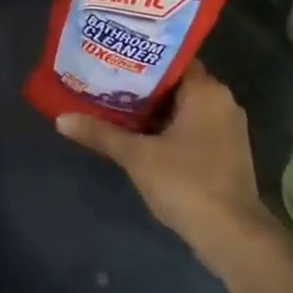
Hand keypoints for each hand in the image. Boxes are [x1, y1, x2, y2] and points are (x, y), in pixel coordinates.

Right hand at [55, 62, 274, 272]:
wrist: (231, 235)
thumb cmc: (186, 182)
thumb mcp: (137, 156)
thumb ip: (100, 133)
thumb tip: (61, 119)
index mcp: (207, 92)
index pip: (172, 59)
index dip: (140, 58)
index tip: (111, 57)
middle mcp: (222, 102)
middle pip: (175, 83)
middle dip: (140, 84)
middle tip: (103, 80)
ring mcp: (226, 129)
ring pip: (182, 107)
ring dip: (151, 109)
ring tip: (112, 104)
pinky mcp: (223, 152)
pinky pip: (190, 126)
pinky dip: (165, 127)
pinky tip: (135, 134)